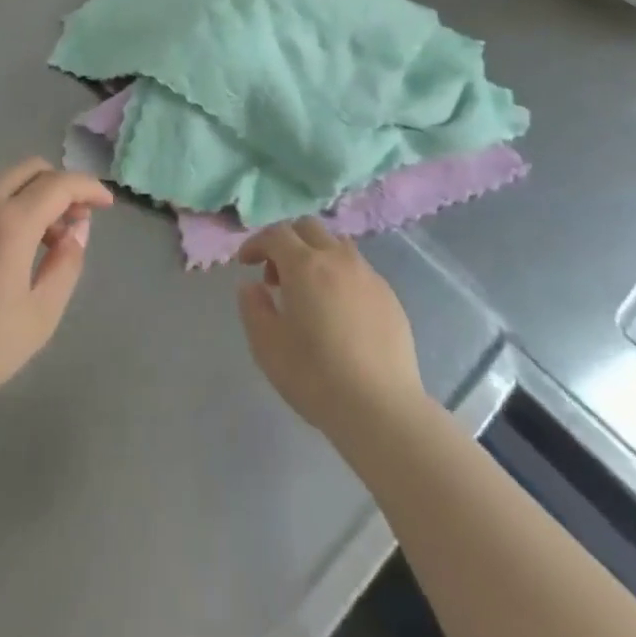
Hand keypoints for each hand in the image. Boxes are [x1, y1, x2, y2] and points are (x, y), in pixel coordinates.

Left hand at [0, 159, 111, 395]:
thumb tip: (77, 228)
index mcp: (10, 223)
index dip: (88, 187)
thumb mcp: (40, 315)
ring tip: (30, 244)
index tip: (104, 204)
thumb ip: (67, 263)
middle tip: (68, 222)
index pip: (60, 184)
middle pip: (29, 169)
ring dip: (25, 200)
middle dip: (57, 186)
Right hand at [236, 219, 429, 447]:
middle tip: (276, 277)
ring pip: (337, 245)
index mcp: (305, 265)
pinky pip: (358, 270)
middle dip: (287, 242)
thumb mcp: (267, 346)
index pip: (276, 233)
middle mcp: (338, 259)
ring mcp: (368, 275)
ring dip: (316, 254)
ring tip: (309, 291)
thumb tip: (251, 286)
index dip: (256, 243)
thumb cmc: (316, 377)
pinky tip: (339, 311)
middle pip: (308, 228)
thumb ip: (253, 308)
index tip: (246, 263)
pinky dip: (340, 275)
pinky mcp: (389, 296)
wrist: (381, 409)